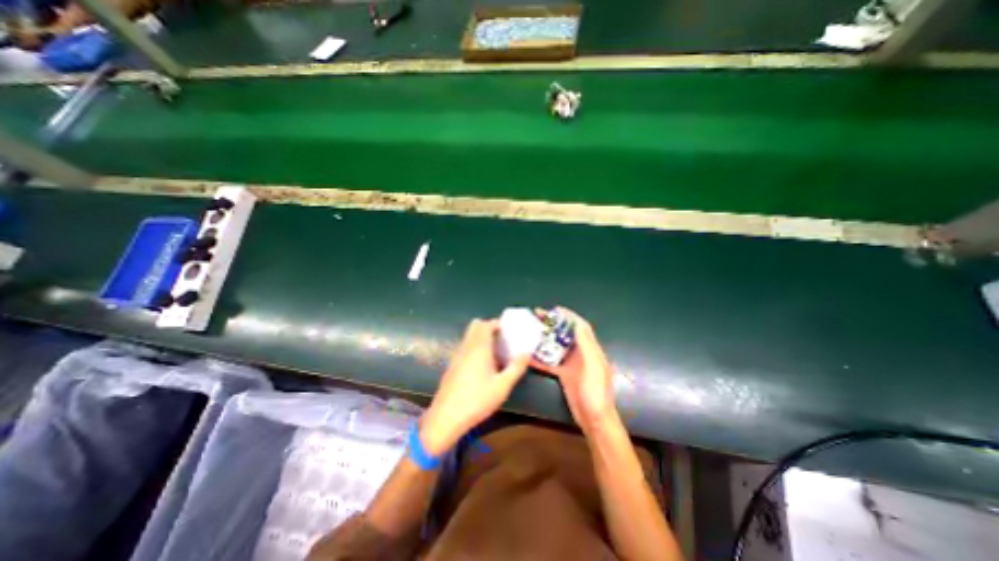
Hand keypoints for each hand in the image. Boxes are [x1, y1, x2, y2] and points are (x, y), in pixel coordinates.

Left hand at [418, 319, 528, 454]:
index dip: (497, 324)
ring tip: (495, 352)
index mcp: (479, 347)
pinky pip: (465, 347)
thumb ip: (516, 367)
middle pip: (476, 326)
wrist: (446, 418)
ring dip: (481, 338)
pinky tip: (482, 366)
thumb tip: (527, 353)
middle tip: (502, 339)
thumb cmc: (477, 400)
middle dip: (489, 328)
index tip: (509, 330)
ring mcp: (457, 356)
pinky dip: (474, 347)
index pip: (486, 324)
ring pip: (469, 336)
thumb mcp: (503, 386)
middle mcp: (466, 347)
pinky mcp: (452, 365)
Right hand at [531, 309, 617, 431]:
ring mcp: (571, 364)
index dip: (569, 316)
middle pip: (565, 334)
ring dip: (544, 338)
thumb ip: (587, 345)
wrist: (595, 420)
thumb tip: (578, 323)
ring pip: (556, 346)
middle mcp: (581, 354)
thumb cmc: (597, 393)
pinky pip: (550, 363)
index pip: (580, 327)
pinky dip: (540, 358)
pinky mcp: (564, 375)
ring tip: (530, 331)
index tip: (554, 309)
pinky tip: (528, 355)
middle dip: (552, 324)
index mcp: (591, 349)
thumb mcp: (594, 367)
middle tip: (537, 317)